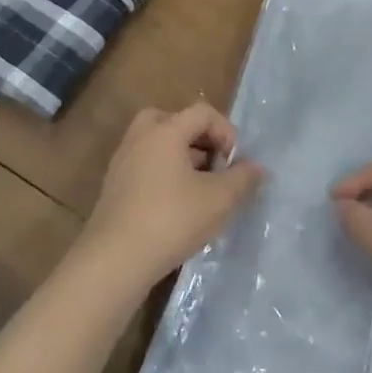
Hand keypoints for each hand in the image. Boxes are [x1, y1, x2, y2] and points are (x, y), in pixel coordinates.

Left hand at [79, 102, 264, 292]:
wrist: (115, 260)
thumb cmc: (171, 220)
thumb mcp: (218, 200)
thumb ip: (242, 179)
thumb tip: (257, 167)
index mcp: (165, 131)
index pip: (202, 113)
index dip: (226, 132)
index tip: (234, 163)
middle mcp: (140, 138)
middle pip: (173, 121)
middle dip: (198, 139)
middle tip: (212, 165)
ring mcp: (122, 162)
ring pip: (156, 145)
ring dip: (181, 158)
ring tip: (198, 189)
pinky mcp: (113, 188)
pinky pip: (144, 166)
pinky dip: (163, 175)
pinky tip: (176, 206)